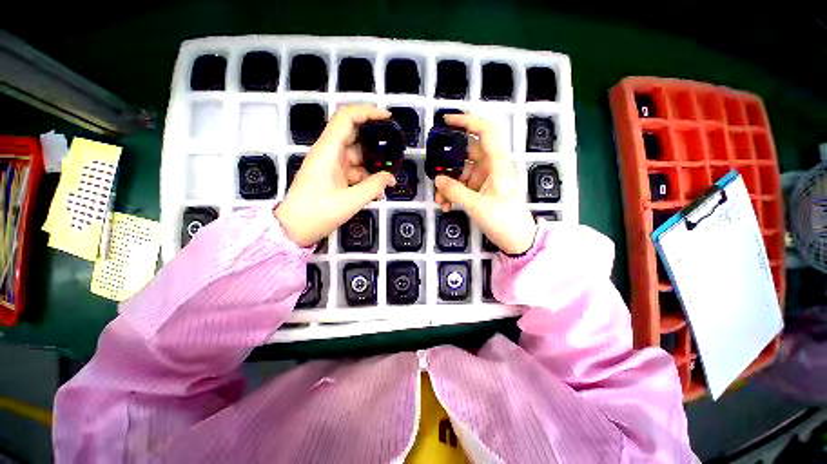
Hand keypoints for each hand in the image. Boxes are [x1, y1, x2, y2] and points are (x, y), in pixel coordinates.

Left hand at [276, 105, 395, 246]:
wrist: (294, 229)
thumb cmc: (317, 213)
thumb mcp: (350, 201)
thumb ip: (373, 187)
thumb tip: (391, 178)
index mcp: (328, 151)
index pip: (346, 118)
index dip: (367, 112)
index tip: (388, 118)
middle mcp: (329, 153)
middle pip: (354, 136)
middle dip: (376, 141)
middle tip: (396, 149)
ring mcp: (331, 165)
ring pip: (357, 156)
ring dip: (374, 165)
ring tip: (390, 176)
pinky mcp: (334, 177)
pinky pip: (354, 171)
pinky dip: (367, 178)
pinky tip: (378, 190)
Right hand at [434, 114, 536, 254]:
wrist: (517, 240)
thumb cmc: (503, 220)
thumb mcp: (477, 206)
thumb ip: (455, 191)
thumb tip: (437, 179)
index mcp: (497, 163)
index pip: (485, 131)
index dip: (467, 121)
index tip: (446, 120)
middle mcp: (491, 166)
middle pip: (467, 153)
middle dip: (448, 162)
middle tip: (432, 168)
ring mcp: (486, 178)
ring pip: (462, 172)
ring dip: (448, 184)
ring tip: (440, 200)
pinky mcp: (482, 189)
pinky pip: (463, 185)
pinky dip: (453, 193)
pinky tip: (446, 205)